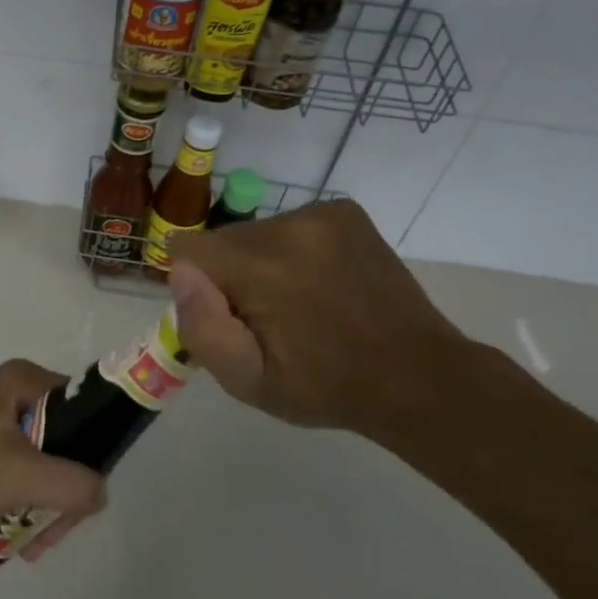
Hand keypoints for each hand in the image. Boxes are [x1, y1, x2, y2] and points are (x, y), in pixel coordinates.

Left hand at [0, 360, 107, 559]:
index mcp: (24, 381)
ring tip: (35, 544)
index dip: (93, 452)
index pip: (83, 409)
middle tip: (55, 533)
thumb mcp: (22, 476)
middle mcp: (11, 392)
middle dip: (65, 491)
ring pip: (42, 461)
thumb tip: (100, 494)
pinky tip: (17, 535)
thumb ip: (74, 484)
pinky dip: (22, 500)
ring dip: (45, 504)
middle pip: (64, 441)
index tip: (84, 495)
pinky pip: (17, 470)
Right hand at [167, 199, 473, 439]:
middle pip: (224, 240)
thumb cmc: (324, 387)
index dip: (197, 285)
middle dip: (231, 274)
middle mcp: (287, 226)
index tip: (228, 316)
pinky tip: (321, 281)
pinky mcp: (344, 211)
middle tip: (268, 318)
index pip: (187, 248)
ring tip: (301, 303)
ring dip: (263, 262)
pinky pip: (291, 223)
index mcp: (259, 267)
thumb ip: (201, 327)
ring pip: (258, 232)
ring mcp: (321, 214)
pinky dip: (294, 249)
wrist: (415, 376)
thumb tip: (182, 273)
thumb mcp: (247, 382)